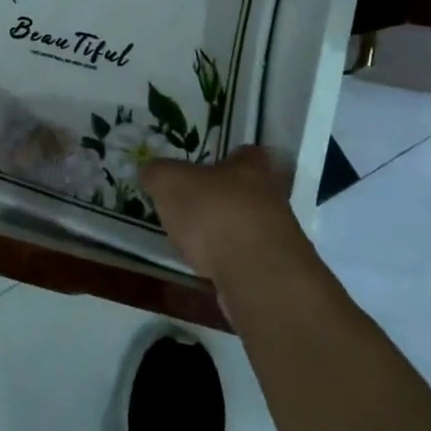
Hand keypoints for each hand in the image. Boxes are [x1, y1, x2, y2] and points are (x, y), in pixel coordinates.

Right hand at [141, 146, 313, 284]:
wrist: (257, 276)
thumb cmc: (215, 214)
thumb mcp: (170, 182)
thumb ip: (158, 173)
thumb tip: (152, 173)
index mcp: (253, 168)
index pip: (249, 153)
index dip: (230, 157)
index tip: (209, 166)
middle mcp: (272, 198)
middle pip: (250, 191)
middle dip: (225, 198)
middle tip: (194, 204)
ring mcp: (278, 237)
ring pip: (248, 226)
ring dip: (226, 232)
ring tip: (194, 240)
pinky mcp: (273, 272)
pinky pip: (246, 259)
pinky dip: (228, 262)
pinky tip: (206, 268)